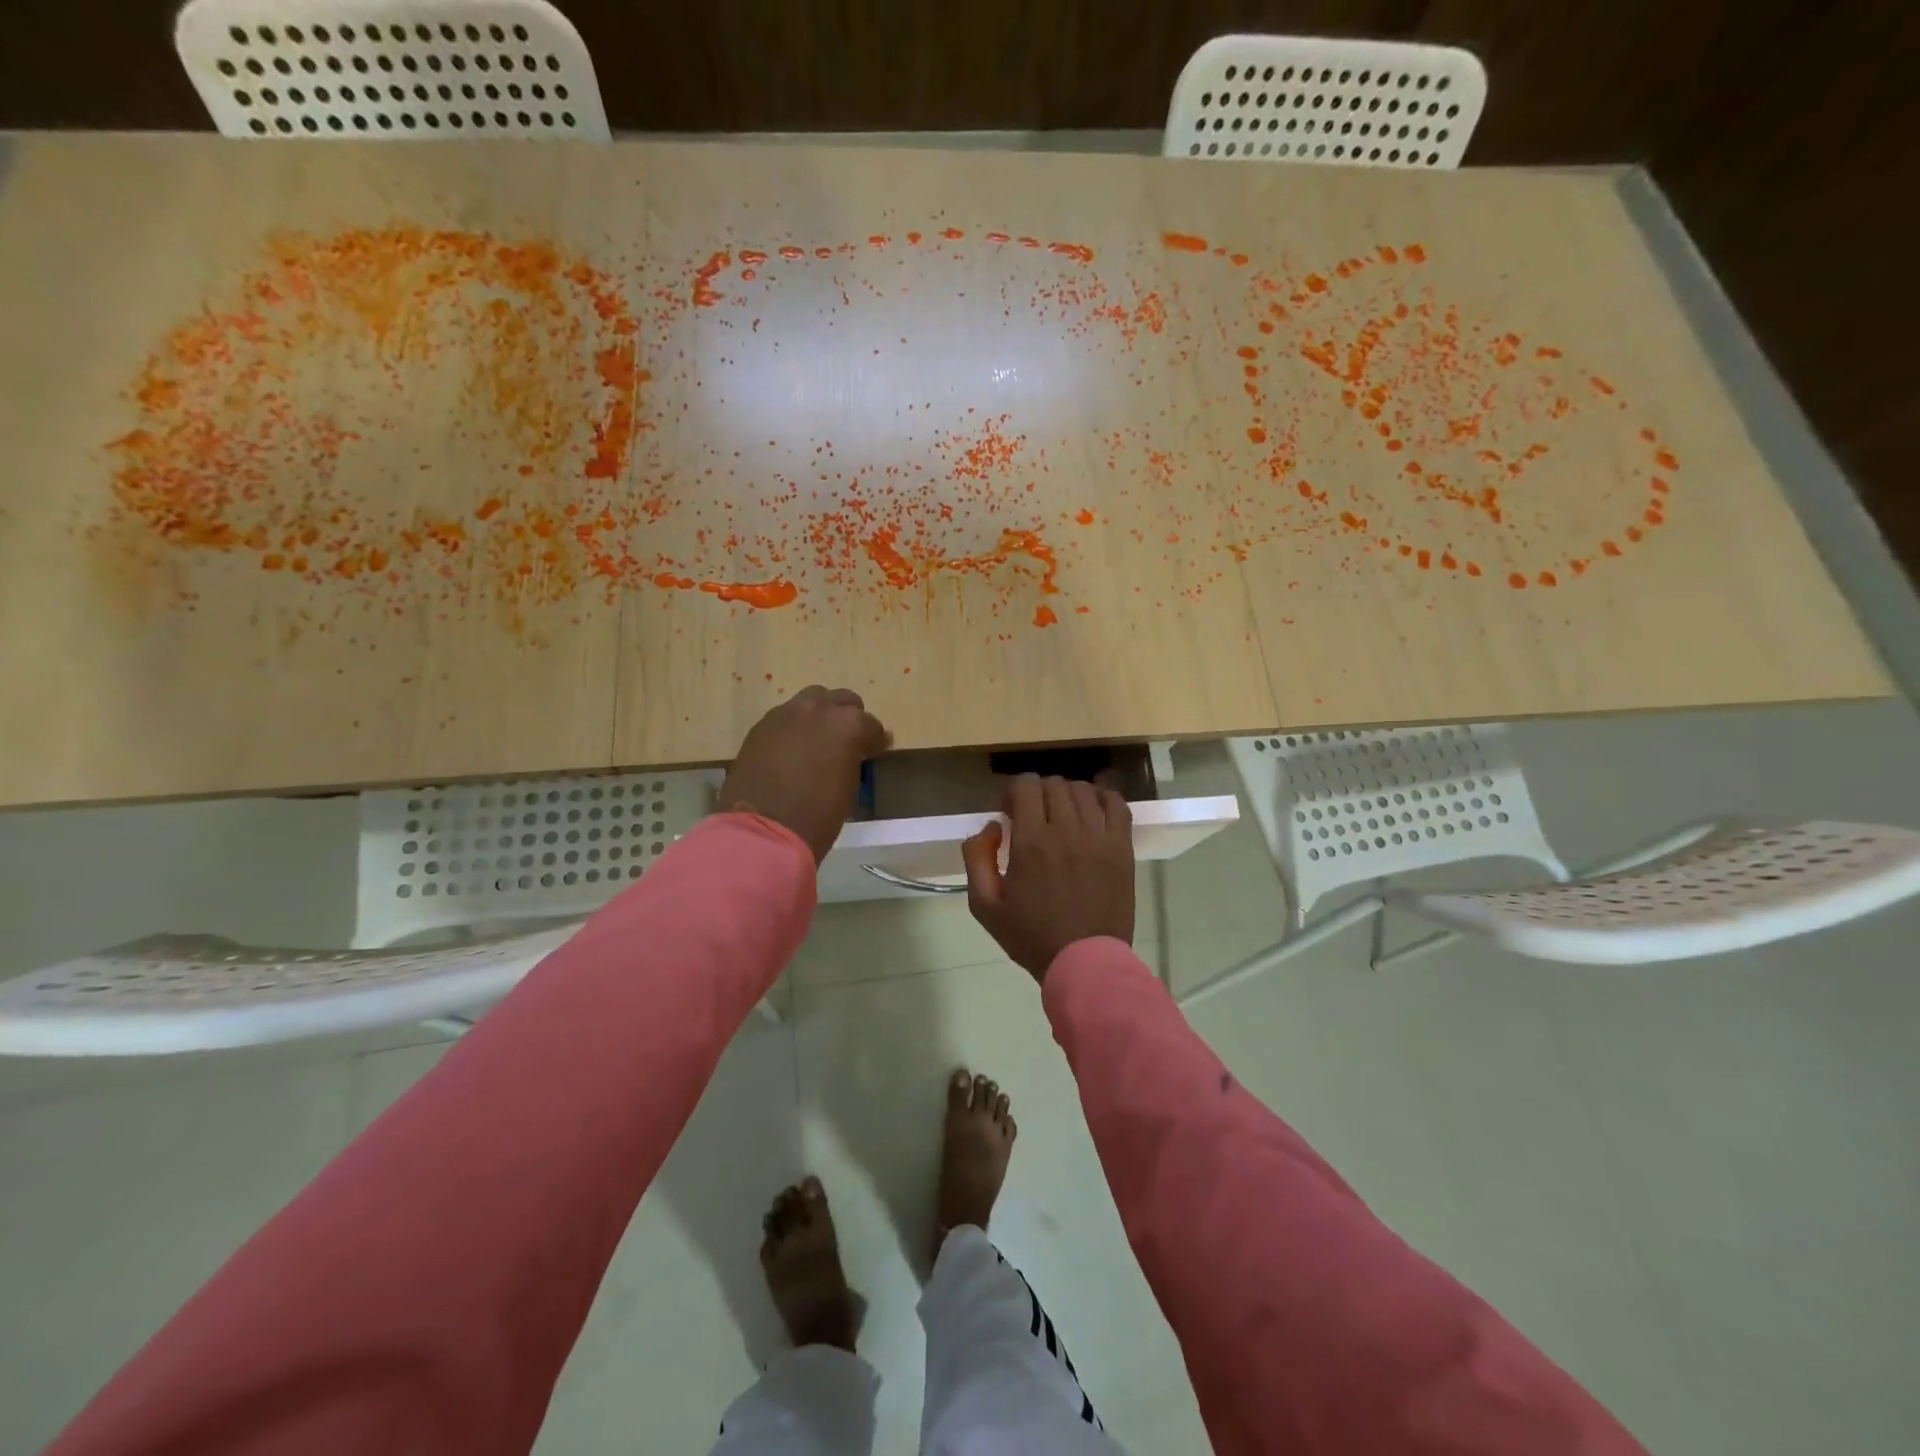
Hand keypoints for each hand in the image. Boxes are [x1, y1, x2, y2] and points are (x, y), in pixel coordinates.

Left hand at [719, 686, 891, 863]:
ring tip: (817, 741)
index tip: (874, 753)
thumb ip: (853, 760)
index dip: (874, 740)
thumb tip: (854, 754)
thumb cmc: (817, 816)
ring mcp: (785, 714)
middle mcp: (818, 709)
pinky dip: (793, 728)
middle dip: (847, 718)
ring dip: (819, 716)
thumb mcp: (849, 787)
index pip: (871, 725)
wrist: (763, 831)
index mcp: (848, 724)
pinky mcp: (760, 726)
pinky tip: (791, 750)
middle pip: (841, 700)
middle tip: (846, 742)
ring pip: (810, 701)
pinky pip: (784, 718)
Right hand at [962, 774, 1134, 981]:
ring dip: (1068, 795)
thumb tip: (991, 827)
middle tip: (1034, 816)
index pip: (1025, 785)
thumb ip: (977, 858)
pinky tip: (1094, 810)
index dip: (1014, 791)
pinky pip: (1117, 805)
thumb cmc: (1031, 937)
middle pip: (1054, 784)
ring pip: (1084, 790)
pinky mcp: (1122, 849)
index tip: (1010, 812)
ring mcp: (1098, 838)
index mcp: (1031, 842)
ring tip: (1064, 816)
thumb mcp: (985, 905)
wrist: (1084, 962)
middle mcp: (1066, 830)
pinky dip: (1104, 798)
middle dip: (1038, 793)